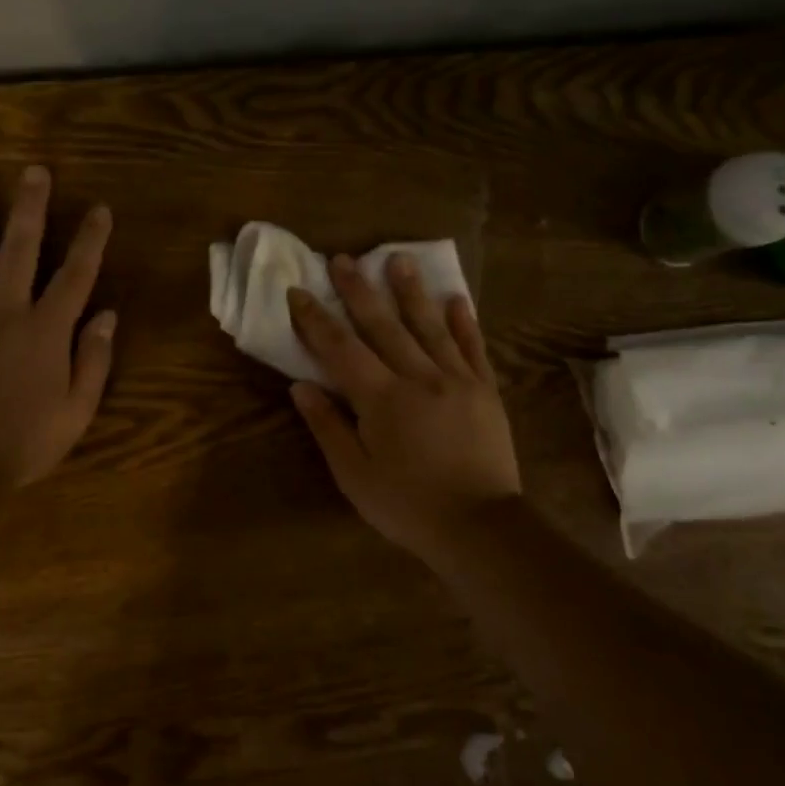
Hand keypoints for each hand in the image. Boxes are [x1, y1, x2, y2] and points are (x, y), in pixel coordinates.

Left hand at [0, 167, 115, 487]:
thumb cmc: (21, 444)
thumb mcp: (76, 411)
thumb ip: (94, 360)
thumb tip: (107, 316)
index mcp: (47, 329)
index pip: (76, 274)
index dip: (91, 240)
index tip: (100, 209)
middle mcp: (4, 308)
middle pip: (21, 247)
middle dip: (31, 206)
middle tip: (35, 171)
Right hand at [287, 255, 521, 561]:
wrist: (480, 526)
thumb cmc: (407, 505)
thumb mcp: (355, 474)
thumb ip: (328, 426)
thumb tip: (300, 386)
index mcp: (382, 398)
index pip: (341, 349)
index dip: (316, 320)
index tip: (299, 291)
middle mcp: (419, 378)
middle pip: (383, 326)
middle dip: (359, 291)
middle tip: (343, 259)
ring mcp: (457, 381)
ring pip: (429, 327)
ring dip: (411, 292)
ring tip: (399, 259)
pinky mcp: (485, 392)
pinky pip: (473, 349)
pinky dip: (464, 322)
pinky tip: (457, 299)